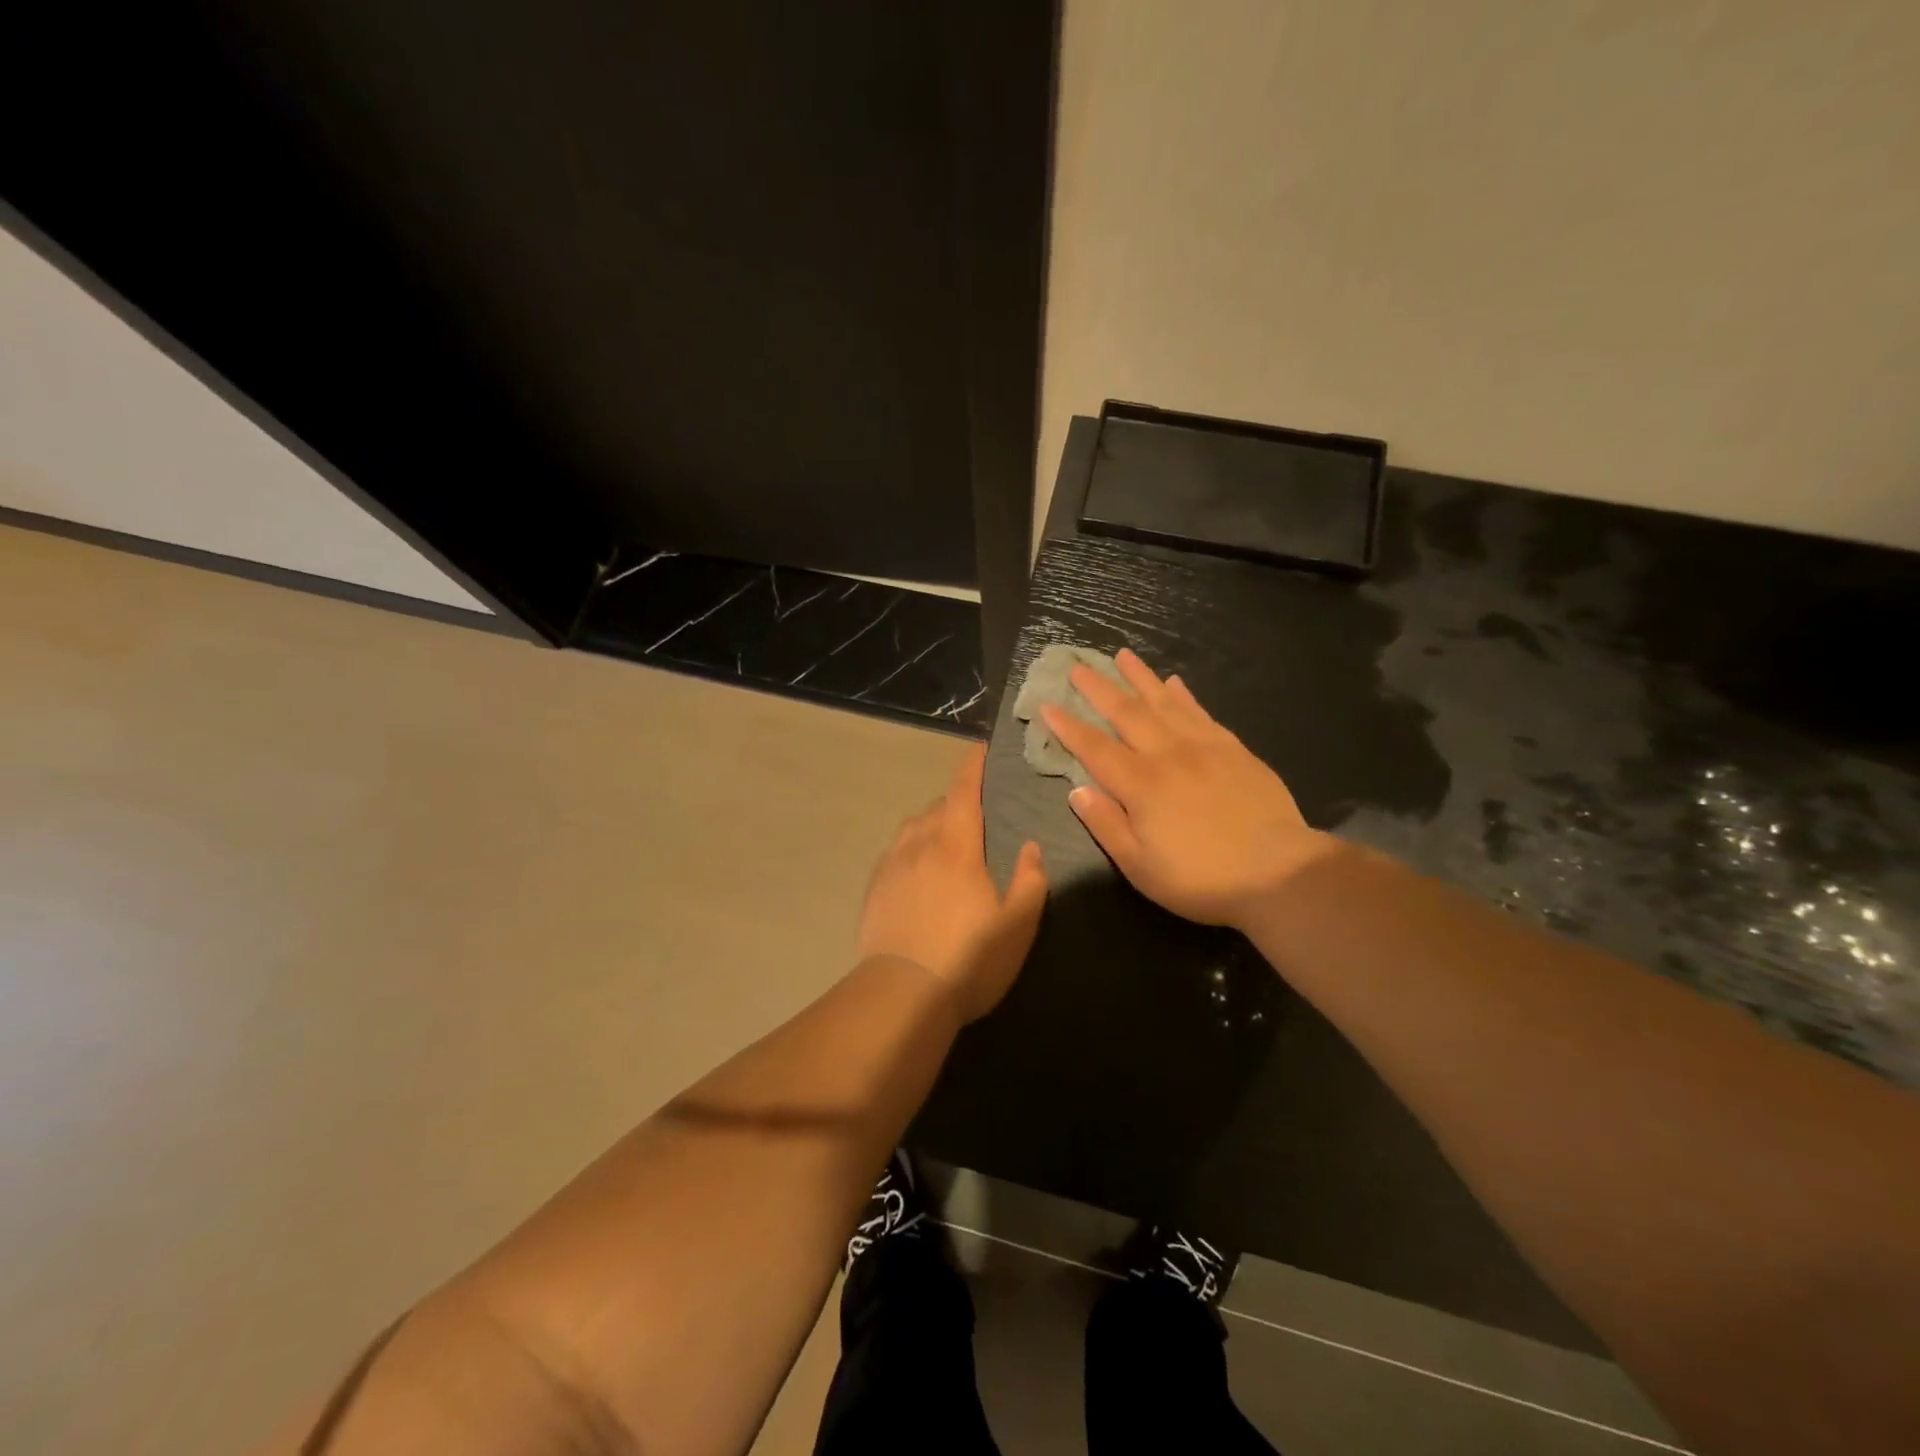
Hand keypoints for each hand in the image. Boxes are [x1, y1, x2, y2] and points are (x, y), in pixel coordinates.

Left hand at [857, 745, 1048, 1022]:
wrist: (902, 994)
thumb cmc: (968, 959)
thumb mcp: (1017, 925)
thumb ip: (1030, 881)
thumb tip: (1030, 847)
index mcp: (957, 847)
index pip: (963, 793)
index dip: (972, 767)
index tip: (979, 748)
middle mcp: (920, 846)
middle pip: (936, 807)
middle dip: (955, 800)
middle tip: (974, 810)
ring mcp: (892, 867)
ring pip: (912, 827)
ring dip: (930, 822)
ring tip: (945, 837)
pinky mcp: (875, 889)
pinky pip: (894, 853)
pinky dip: (910, 848)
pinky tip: (916, 868)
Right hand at [1040, 649, 1335, 927]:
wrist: (1279, 872)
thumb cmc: (1201, 878)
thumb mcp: (1140, 866)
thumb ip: (1106, 825)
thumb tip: (1076, 790)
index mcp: (1140, 785)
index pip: (1094, 748)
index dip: (1068, 727)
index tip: (1048, 705)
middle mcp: (1167, 755)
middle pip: (1126, 713)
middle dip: (1098, 688)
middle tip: (1078, 666)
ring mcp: (1204, 747)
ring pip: (1164, 702)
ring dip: (1139, 678)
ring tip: (1122, 656)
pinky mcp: (1234, 749)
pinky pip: (1201, 712)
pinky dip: (1183, 695)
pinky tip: (1174, 682)